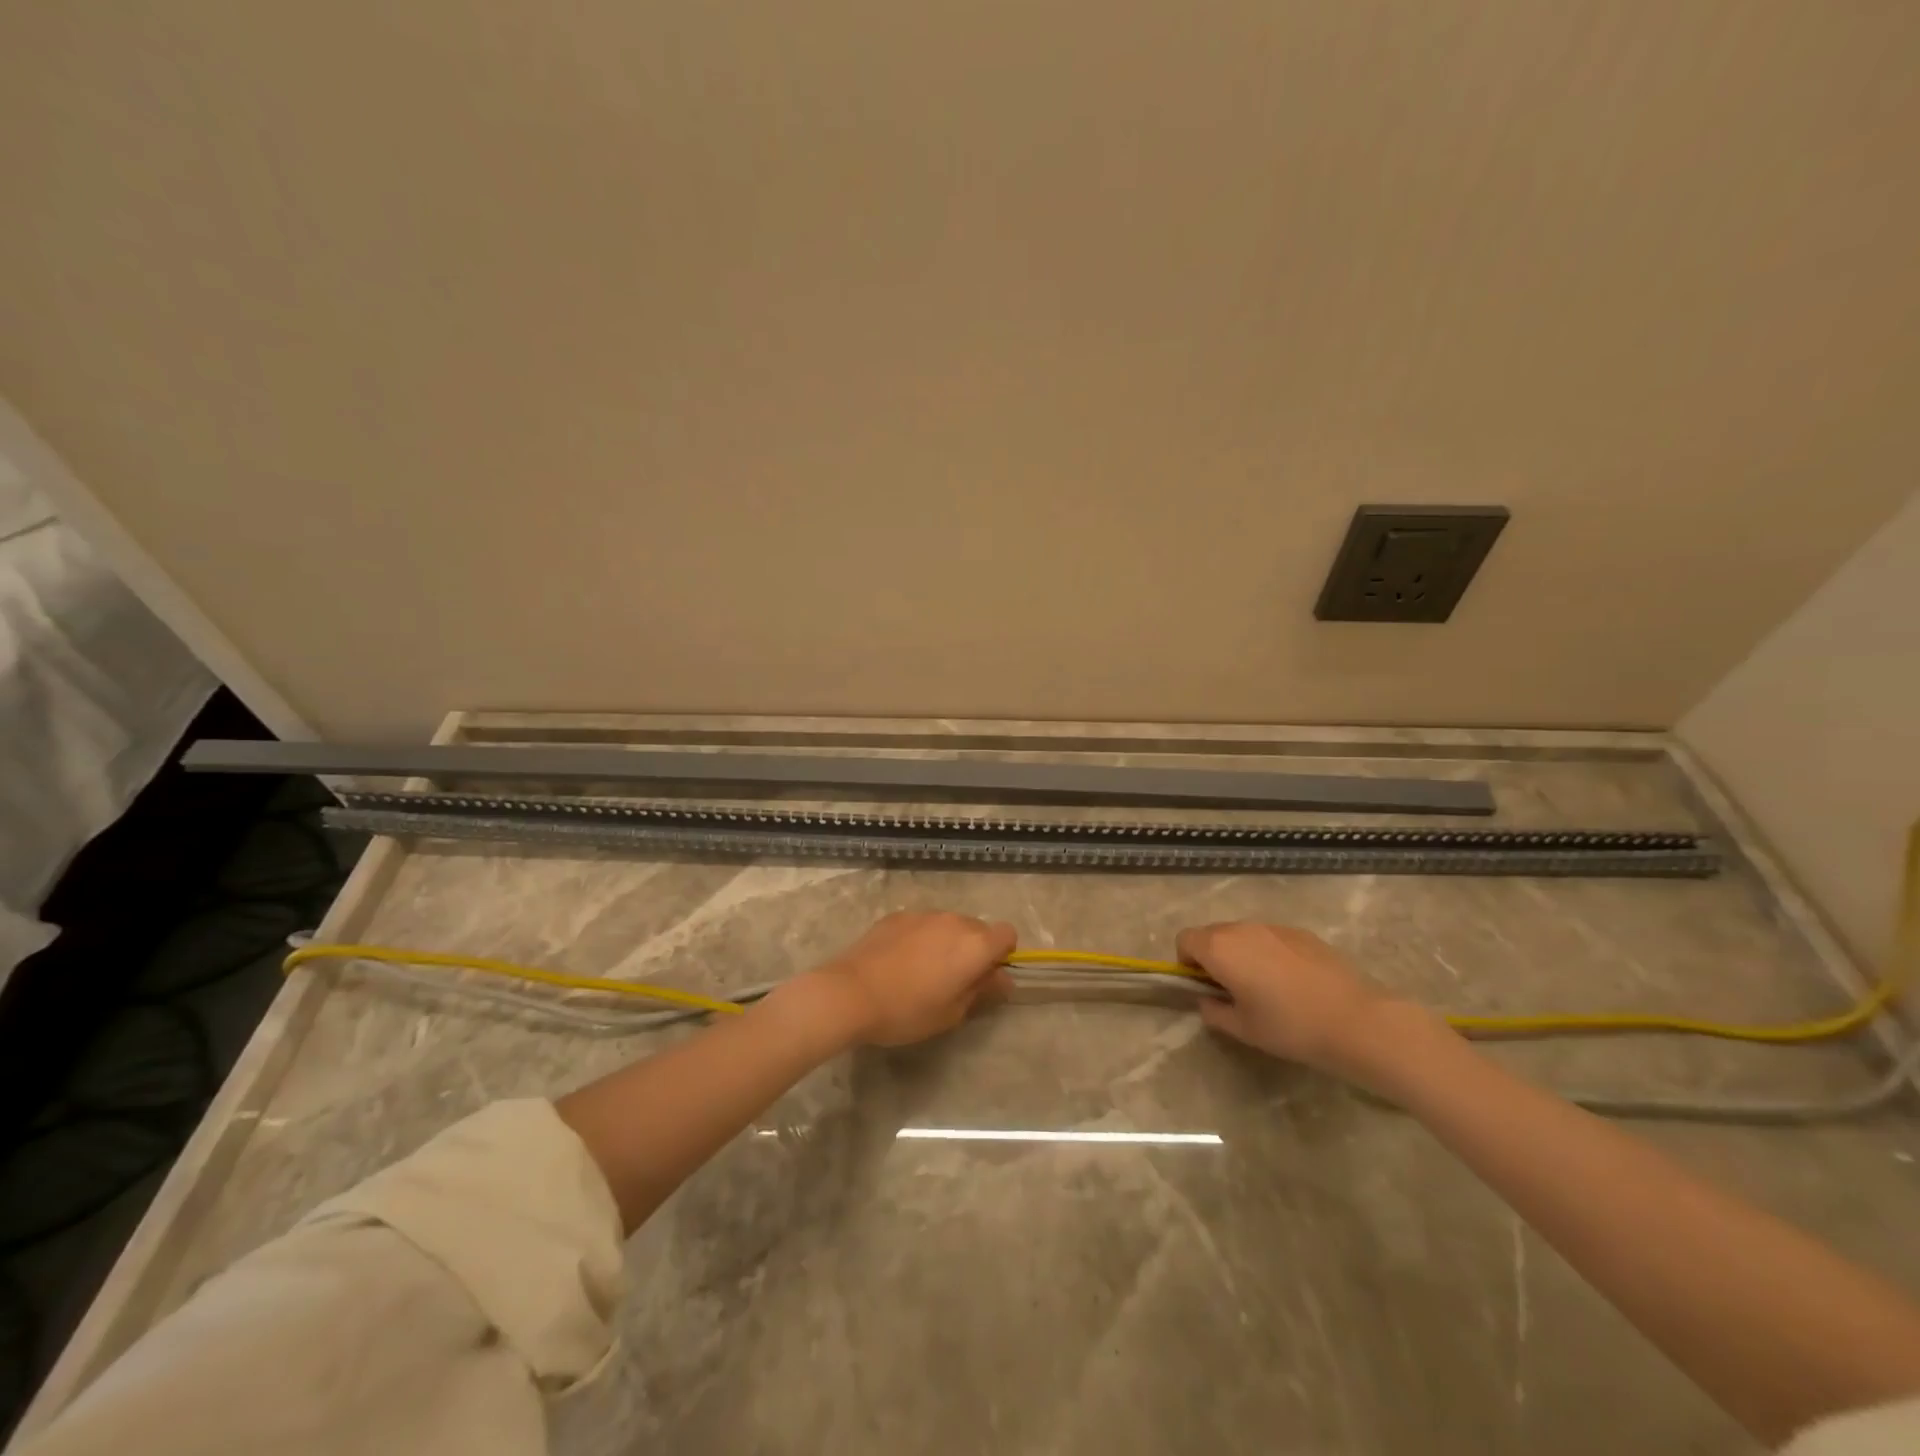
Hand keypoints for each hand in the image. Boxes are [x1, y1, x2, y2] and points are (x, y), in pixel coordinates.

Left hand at [807, 911, 1016, 1046]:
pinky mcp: (897, 915)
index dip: (1002, 954)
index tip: (985, 976)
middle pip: (978, 928)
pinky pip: (921, 924)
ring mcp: (923, 914)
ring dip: (946, 942)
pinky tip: (899, 962)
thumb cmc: (907, 1010)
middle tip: (953, 980)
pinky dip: (920, 938)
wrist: (851, 992)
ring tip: (922, 971)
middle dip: (974, 949)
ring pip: (948, 925)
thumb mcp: (952, 1013)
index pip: (1008, 934)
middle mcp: (954, 921)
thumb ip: (982, 991)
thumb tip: (1003, 979)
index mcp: (974, 945)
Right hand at [1177, 922, 1427, 1087]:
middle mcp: (1242, 928)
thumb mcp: (1242, 1029)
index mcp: (1220, 948)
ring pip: (1242, 933)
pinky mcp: (1301, 932)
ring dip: (1241, 953)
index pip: (1184, 939)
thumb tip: (1206, 1000)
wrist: (1355, 1020)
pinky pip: (1270, 937)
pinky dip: (1268, 953)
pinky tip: (1292, 982)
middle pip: (1212, 933)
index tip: (1203, 987)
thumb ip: (1214, 1011)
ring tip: (1264, 987)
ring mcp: (1274, 927)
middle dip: (1212, 956)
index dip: (1186, 962)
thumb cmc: (1289, 1027)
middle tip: (1231, 990)